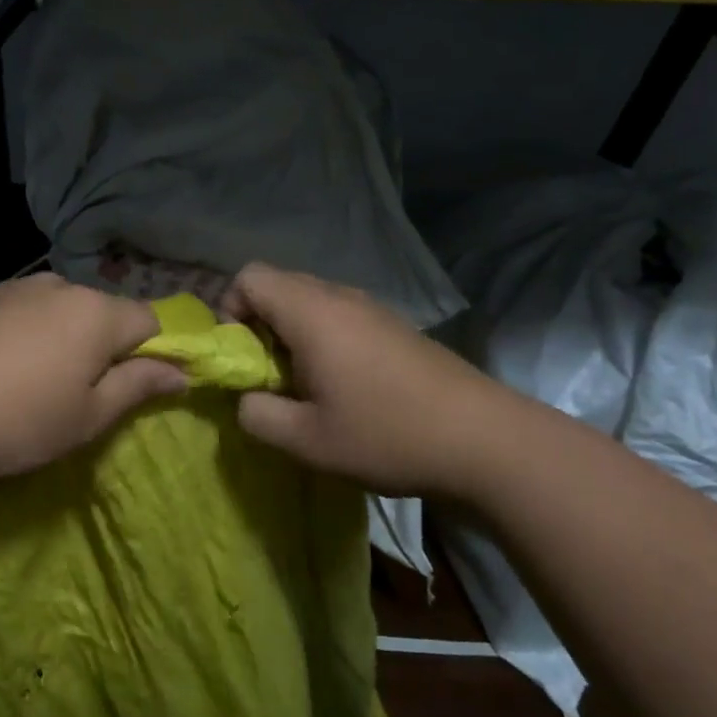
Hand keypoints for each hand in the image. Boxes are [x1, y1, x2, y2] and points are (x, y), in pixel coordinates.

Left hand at [0, 275, 187, 481]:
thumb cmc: (17, 421)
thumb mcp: (87, 417)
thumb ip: (138, 386)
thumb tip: (181, 372)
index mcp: (95, 312)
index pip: (149, 321)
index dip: (155, 352)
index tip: (141, 388)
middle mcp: (58, 285)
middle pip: (101, 312)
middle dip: (103, 346)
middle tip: (81, 395)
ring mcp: (12, 286)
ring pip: (57, 310)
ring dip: (61, 338)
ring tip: (32, 382)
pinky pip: (18, 311)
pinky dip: (22, 333)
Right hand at [222, 262, 516, 497]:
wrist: (485, 440)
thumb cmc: (387, 433)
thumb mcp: (306, 440)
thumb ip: (257, 415)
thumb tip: (246, 399)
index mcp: (311, 312)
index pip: (249, 276)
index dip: (231, 310)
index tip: (242, 356)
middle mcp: (339, 297)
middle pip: (278, 284)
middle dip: (259, 323)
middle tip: (269, 374)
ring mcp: (372, 308)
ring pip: (311, 300)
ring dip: (292, 333)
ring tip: (306, 383)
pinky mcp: (395, 326)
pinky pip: (340, 315)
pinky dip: (324, 338)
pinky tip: (345, 385)